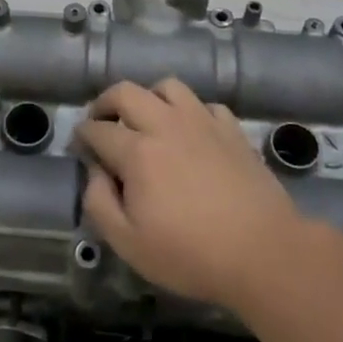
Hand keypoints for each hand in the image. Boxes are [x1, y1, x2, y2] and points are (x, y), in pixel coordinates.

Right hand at [77, 79, 302, 312]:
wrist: (264, 253)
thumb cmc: (191, 255)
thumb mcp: (129, 243)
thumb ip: (99, 203)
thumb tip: (94, 172)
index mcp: (137, 151)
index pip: (98, 129)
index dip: (82, 135)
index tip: (78, 145)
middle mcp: (166, 124)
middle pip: (126, 92)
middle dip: (105, 102)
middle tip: (102, 122)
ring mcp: (203, 122)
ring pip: (168, 87)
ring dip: (149, 98)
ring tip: (146, 120)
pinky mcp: (232, 130)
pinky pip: (205, 105)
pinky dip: (190, 112)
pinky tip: (191, 133)